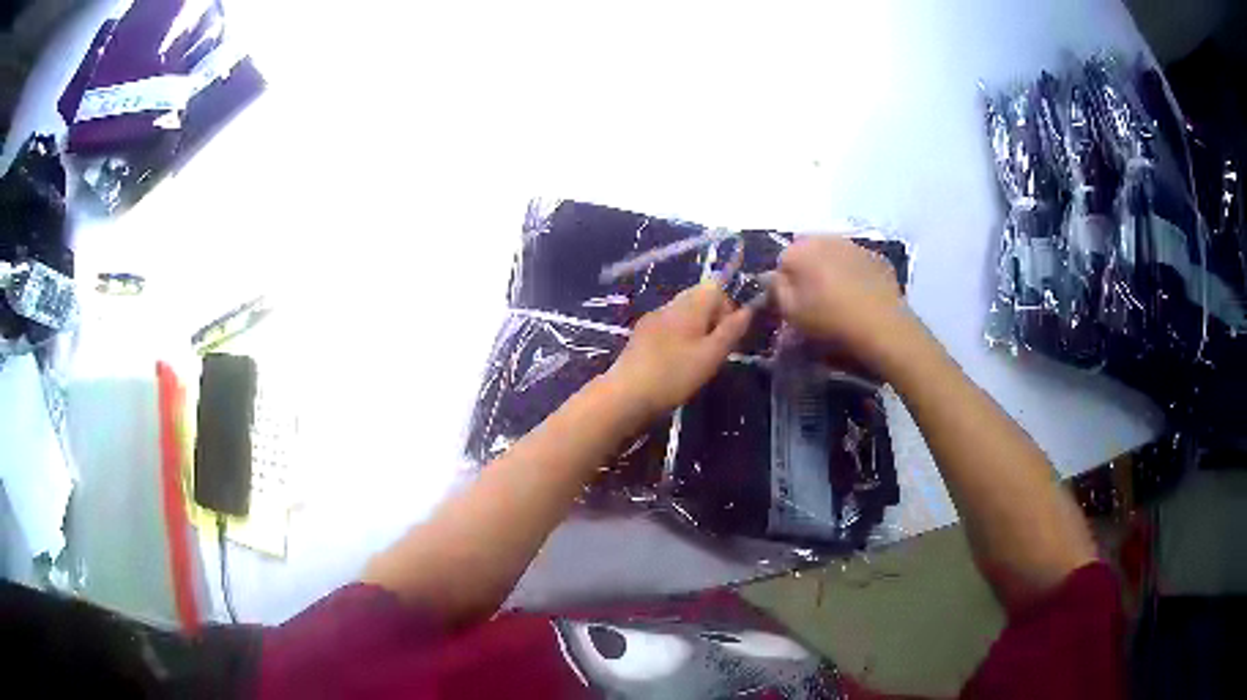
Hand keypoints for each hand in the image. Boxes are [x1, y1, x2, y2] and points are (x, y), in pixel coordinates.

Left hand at [604, 281, 753, 419]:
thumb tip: (749, 309)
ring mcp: (652, 319)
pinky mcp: (640, 336)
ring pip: (683, 314)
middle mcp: (669, 305)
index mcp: (689, 305)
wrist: (625, 395)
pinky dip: (678, 339)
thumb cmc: (674, 375)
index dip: (729, 308)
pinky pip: (668, 328)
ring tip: (697, 360)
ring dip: (696, 331)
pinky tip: (676, 364)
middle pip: (698, 299)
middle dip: (713, 320)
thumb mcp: (711, 355)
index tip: (729, 336)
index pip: (716, 287)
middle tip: (715, 351)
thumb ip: (731, 330)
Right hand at [773, 236, 913, 372]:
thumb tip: (773, 277)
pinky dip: (855, 274)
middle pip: (809, 252)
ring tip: (840, 298)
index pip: (782, 261)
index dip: (786, 283)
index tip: (793, 303)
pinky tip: (860, 296)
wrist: (881, 324)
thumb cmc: (829, 319)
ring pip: (834, 254)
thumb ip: (776, 289)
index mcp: (800, 249)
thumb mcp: (791, 312)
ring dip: (832, 270)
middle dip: (809, 271)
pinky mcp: (876, 256)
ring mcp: (854, 244)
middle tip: (815, 299)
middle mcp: (826, 238)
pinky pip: (857, 263)